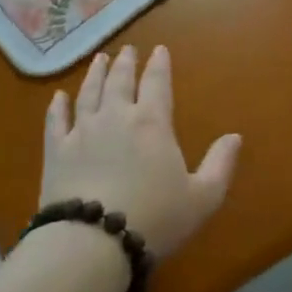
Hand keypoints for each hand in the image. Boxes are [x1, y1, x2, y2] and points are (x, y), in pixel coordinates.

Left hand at [40, 44, 240, 259]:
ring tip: (99, 59)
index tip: (159, 50)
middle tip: (126, 50)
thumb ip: (220, 164)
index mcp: (152, 123)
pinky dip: (58, 106)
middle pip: (120, 81)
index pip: (157, 83)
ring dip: (95, 74)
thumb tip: (235, 136)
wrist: (94, 241)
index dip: (159, 65)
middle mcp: (116, 117)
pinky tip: (59, 96)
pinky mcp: (56, 151)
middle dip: (125, 63)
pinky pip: (56, 120)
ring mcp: (82, 131)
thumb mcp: (202, 197)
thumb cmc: (155, 219)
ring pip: (88, 93)